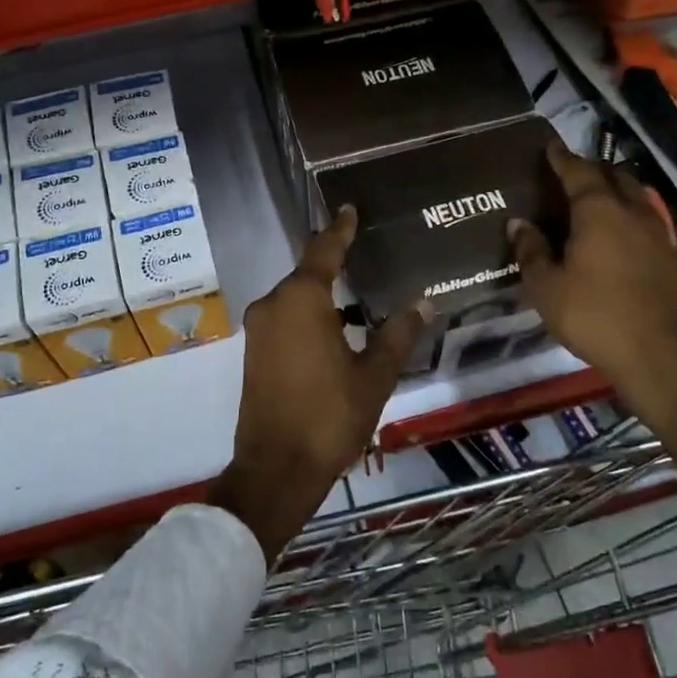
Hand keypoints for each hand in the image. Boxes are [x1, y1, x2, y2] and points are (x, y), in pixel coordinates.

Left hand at [211, 207, 426, 561]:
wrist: (276, 469)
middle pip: (307, 274)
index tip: (348, 208)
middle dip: (335, 266)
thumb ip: (397, 334)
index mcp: (301, 300)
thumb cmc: (330, 416)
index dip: (340, 230)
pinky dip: (309, 317)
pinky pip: (285, 320)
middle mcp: (273, 305)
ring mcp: (258, 329)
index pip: (324, 251)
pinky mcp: (254, 352)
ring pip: (295, 299)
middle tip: (365, 256)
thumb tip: (422, 303)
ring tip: (358, 298)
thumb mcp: (374, 375)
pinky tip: (335, 331)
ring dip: (323, 297)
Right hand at [508, 140, 676, 478]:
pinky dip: (628, 213)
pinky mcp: (668, 258)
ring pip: (635, 196)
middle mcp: (632, 213)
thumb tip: (518, 223)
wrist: (660, 355)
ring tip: (593, 198)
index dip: (562, 159)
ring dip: (615, 189)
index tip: (550, 147)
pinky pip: (645, 219)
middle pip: (614, 177)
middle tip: (569, 173)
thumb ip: (531, 251)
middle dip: (592, 169)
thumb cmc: (594, 315)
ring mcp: (656, 235)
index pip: (579, 172)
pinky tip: (616, 231)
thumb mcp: (546, 287)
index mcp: (599, 211)